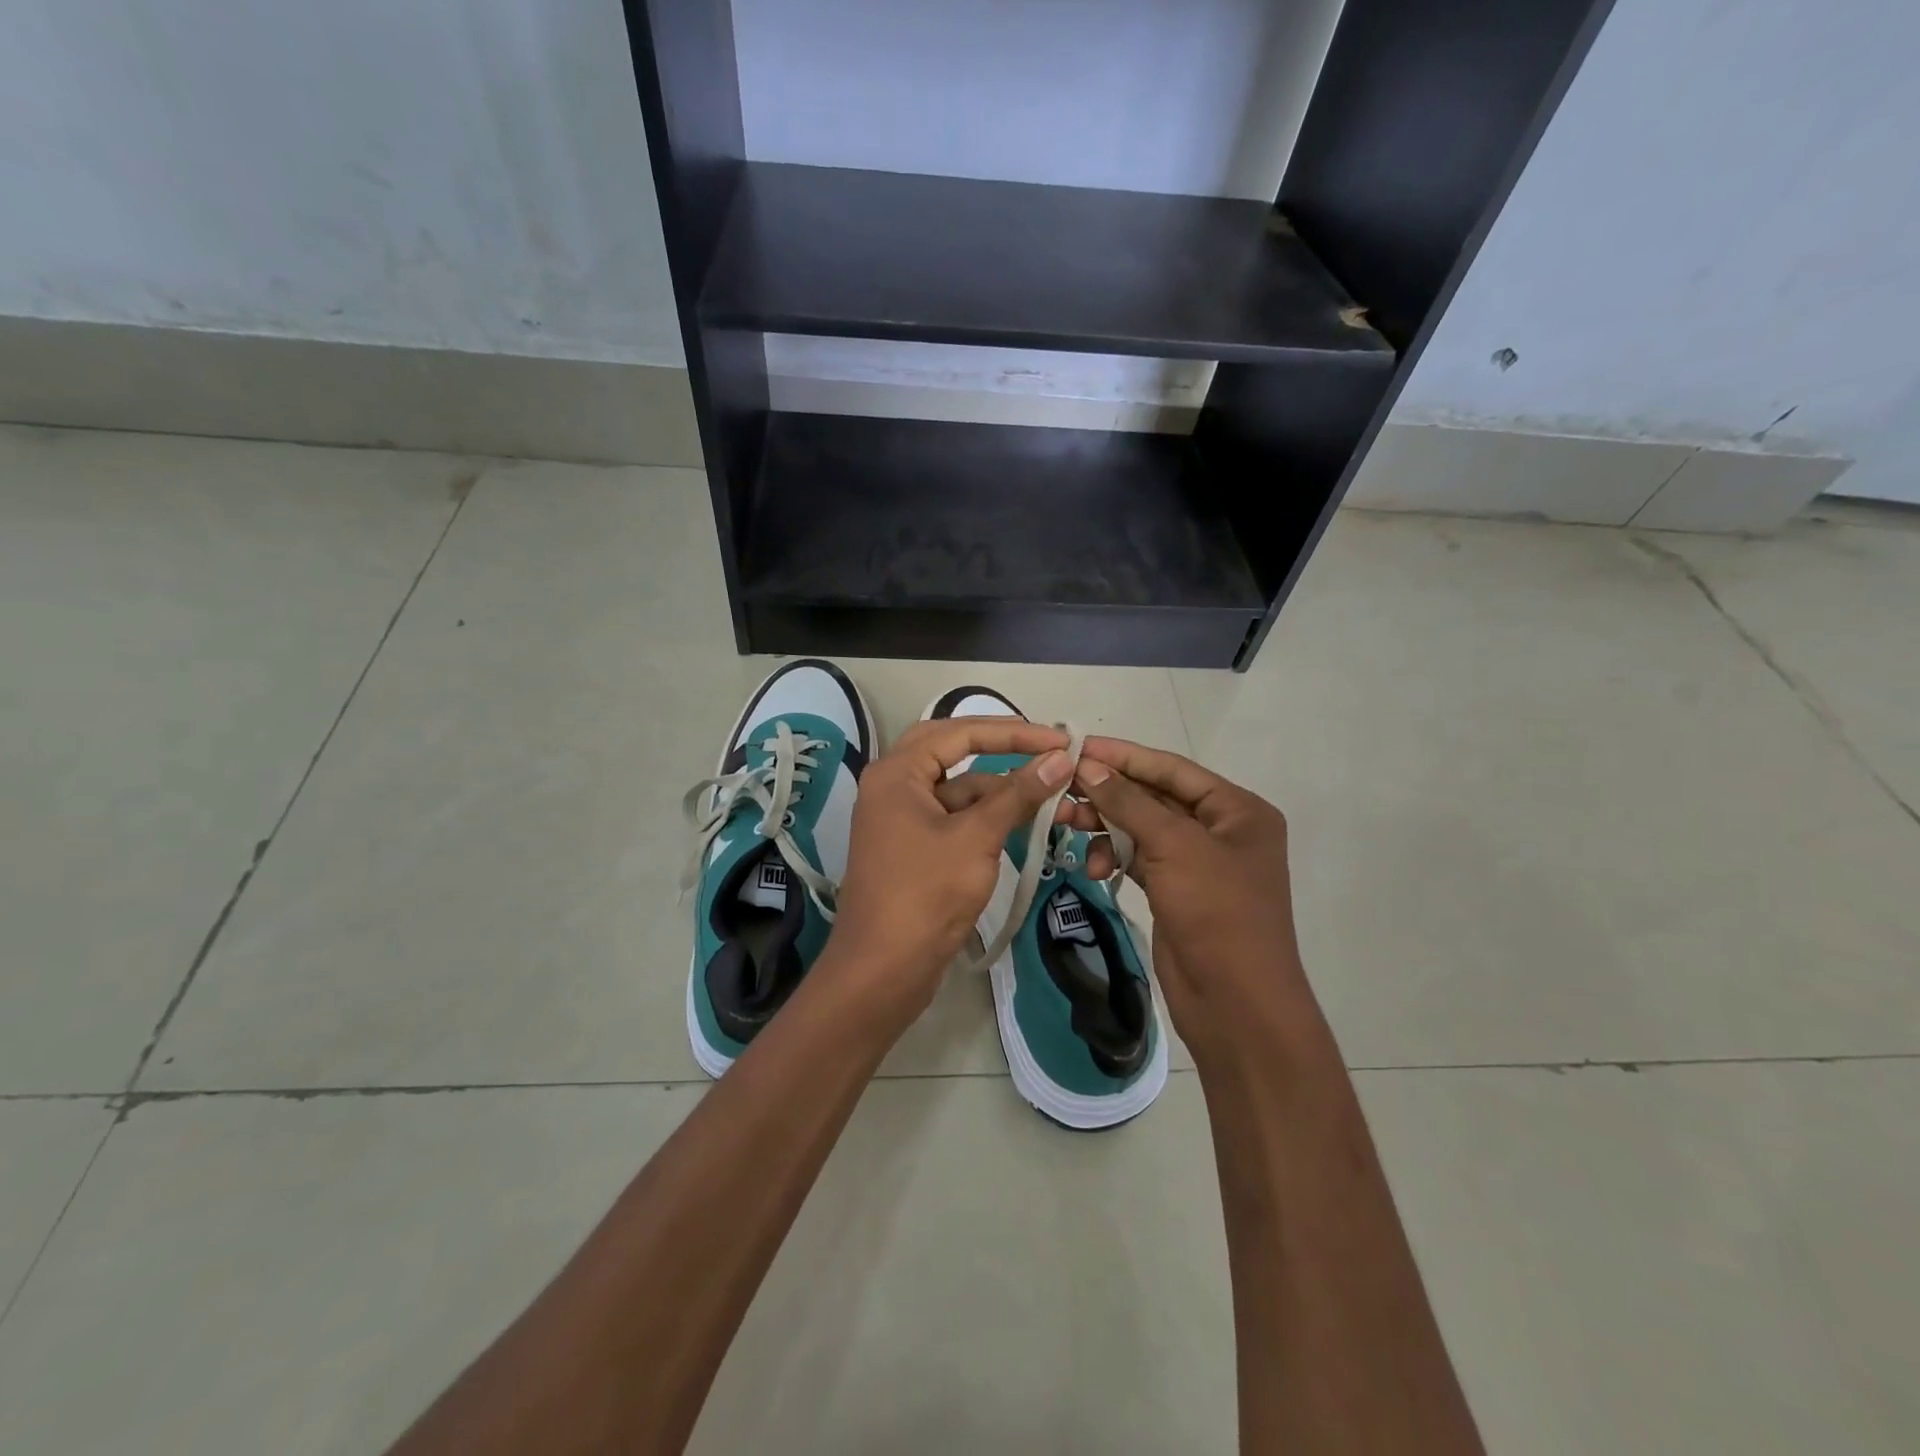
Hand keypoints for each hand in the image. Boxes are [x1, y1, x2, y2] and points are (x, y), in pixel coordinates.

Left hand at [822, 717, 1077, 1033]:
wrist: (883, 969)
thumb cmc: (926, 894)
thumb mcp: (977, 838)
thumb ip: (1018, 794)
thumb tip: (1060, 758)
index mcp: (897, 772)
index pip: (960, 732)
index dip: (1013, 732)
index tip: (1059, 740)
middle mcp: (894, 786)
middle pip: (954, 753)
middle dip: (1001, 751)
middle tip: (1046, 752)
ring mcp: (902, 819)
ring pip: (958, 790)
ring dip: (1000, 792)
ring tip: (1052, 798)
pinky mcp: (914, 848)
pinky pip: (954, 818)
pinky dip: (987, 819)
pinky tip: (1023, 824)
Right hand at [1072, 739, 1316, 1065]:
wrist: (1236, 1004)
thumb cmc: (1217, 913)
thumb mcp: (1175, 847)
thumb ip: (1129, 802)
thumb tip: (1089, 766)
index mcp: (1237, 810)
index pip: (1171, 768)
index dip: (1124, 756)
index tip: (1077, 747)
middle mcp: (1220, 830)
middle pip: (1154, 797)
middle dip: (1108, 794)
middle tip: (1060, 790)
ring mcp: (1197, 863)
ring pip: (1141, 828)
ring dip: (1105, 826)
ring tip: (1066, 825)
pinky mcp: (1175, 891)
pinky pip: (1138, 859)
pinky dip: (1114, 857)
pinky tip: (1093, 867)